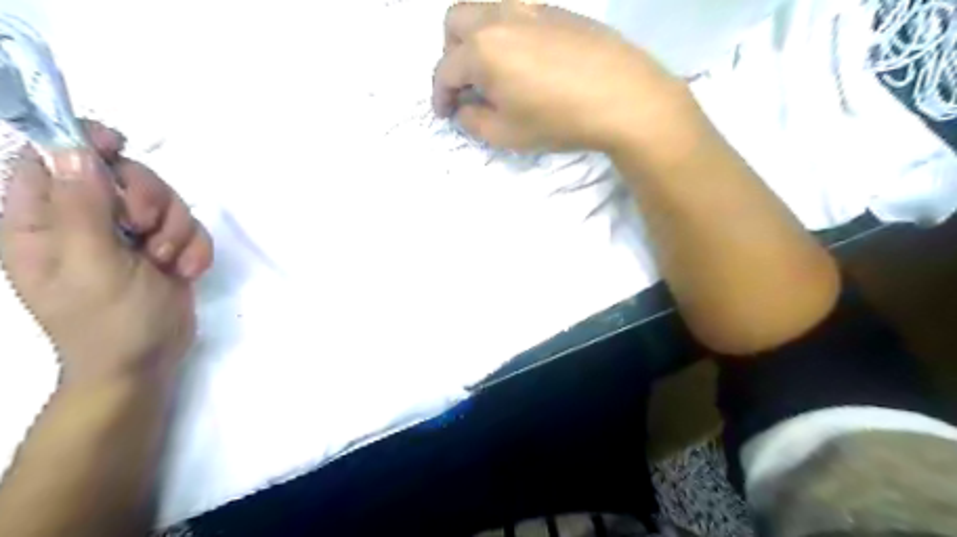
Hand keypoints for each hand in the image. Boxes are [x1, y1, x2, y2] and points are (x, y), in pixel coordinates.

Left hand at [1, 124, 213, 385]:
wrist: (147, 361)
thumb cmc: (107, 320)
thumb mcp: (90, 263)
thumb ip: (81, 206)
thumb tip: (74, 149)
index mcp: (43, 222)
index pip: (49, 159)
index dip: (80, 143)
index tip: (119, 146)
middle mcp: (85, 222)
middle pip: (121, 174)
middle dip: (147, 197)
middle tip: (146, 228)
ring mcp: (129, 236)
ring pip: (164, 200)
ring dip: (177, 228)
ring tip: (167, 260)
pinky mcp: (165, 248)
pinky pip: (190, 228)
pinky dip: (194, 247)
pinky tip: (186, 271)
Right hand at [436, 2, 696, 153]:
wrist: (624, 97)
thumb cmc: (559, 121)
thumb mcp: (507, 134)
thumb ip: (473, 121)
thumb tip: (463, 108)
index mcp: (481, 49)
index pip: (444, 70)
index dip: (439, 95)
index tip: (445, 113)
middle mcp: (499, 17)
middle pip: (455, 23)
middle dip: (451, 55)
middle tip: (467, 85)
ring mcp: (530, 7)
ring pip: (484, 8)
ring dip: (475, 36)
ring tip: (492, 68)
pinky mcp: (555, 9)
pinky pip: (515, 10)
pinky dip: (504, 31)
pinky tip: (524, 57)